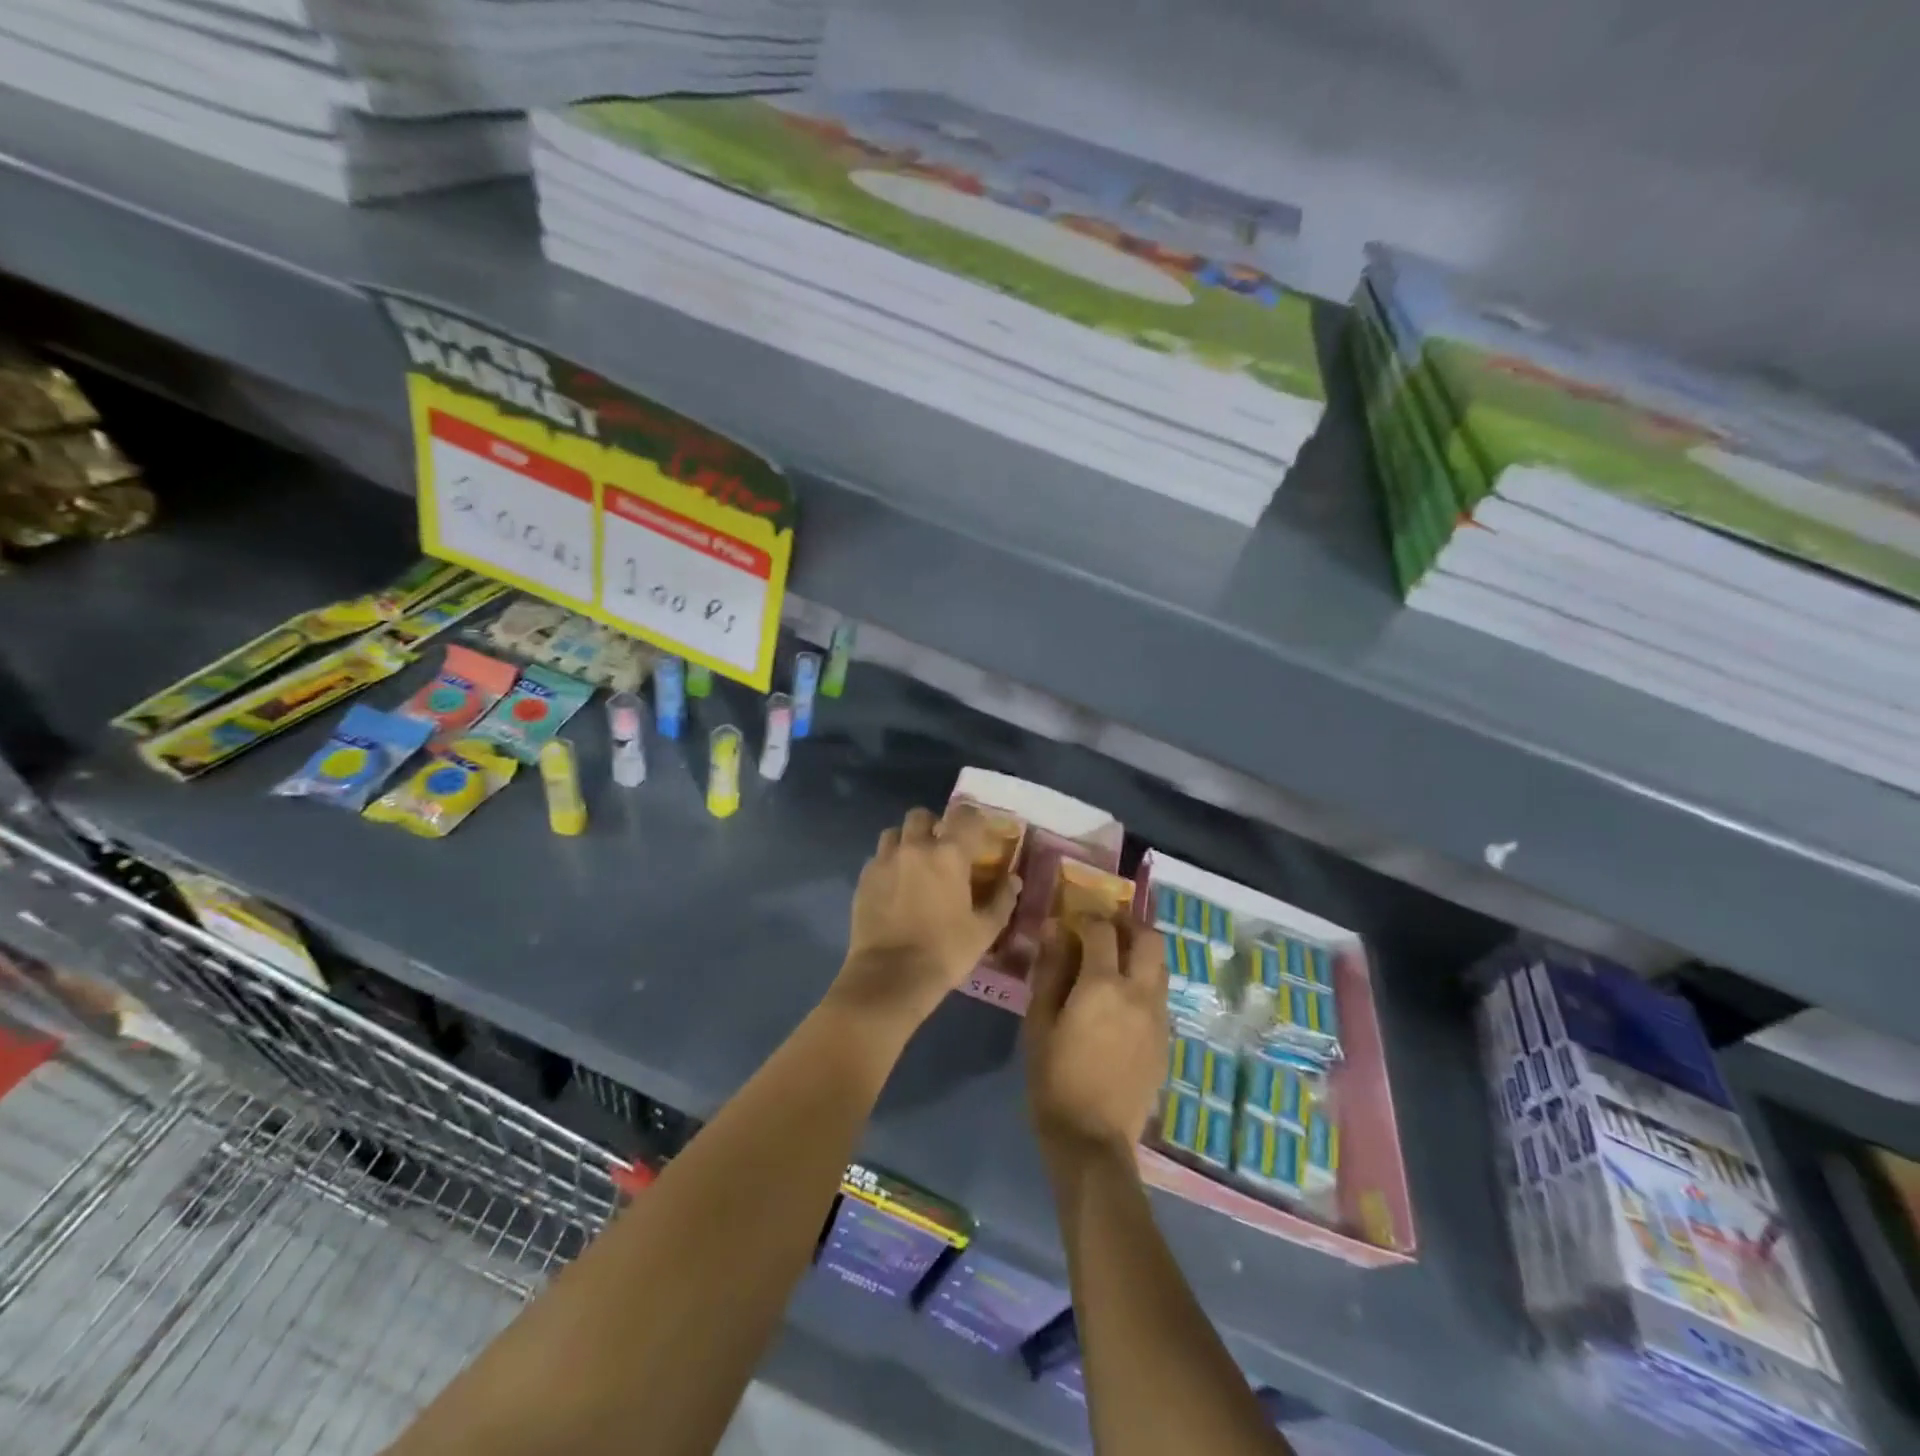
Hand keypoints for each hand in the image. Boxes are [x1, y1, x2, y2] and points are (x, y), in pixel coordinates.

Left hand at [832, 803, 1022, 1029]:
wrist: (890, 977)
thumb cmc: (945, 952)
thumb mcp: (984, 930)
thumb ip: (1002, 900)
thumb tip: (1013, 880)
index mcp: (949, 854)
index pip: (965, 816)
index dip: (974, 819)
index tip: (979, 832)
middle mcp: (915, 847)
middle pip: (921, 816)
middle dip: (933, 825)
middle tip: (941, 847)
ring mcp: (884, 861)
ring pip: (894, 833)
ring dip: (906, 841)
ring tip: (914, 863)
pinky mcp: (864, 879)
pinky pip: (877, 858)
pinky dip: (888, 864)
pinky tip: (894, 886)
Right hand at [1025, 914, 1167, 1166]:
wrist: (1093, 1140)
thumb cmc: (1054, 1079)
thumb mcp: (1039, 1022)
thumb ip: (1050, 972)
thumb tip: (1056, 931)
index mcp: (1103, 986)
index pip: (1102, 930)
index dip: (1086, 917)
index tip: (1070, 920)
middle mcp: (1139, 993)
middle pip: (1149, 938)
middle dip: (1127, 924)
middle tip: (1103, 927)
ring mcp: (1158, 1017)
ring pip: (1160, 965)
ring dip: (1140, 952)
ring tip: (1113, 960)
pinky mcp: (1165, 1039)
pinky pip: (1159, 994)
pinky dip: (1144, 981)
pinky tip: (1120, 1000)